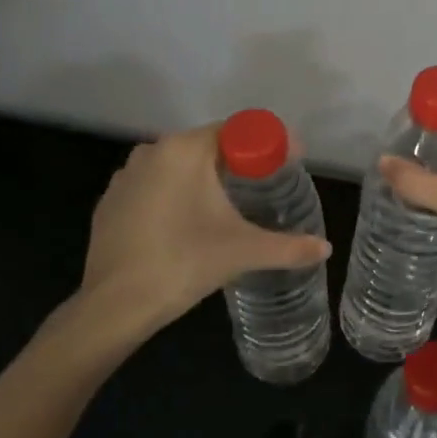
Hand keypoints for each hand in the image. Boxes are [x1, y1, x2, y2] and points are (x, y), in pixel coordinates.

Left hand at [80, 124, 331, 339]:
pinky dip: (175, 195)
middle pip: (208, 145)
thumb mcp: (243, 251)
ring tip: (228, 206)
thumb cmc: (183, 264)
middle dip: (239, 161)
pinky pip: (154, 185)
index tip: (290, 161)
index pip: (237, 130)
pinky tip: (186, 224)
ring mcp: (126, 175)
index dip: (268, 143)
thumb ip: (288, 247)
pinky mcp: (111, 201)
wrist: (114, 306)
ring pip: (178, 165)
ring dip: (205, 178)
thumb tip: (325, 248)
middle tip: (265, 185)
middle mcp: (152, 151)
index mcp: (185, 150)